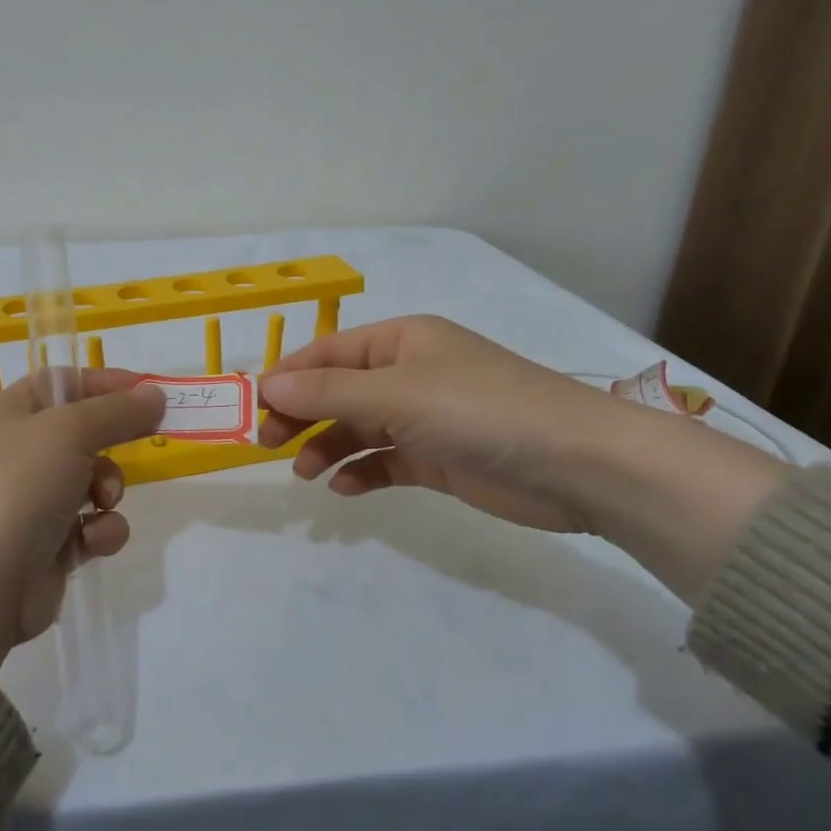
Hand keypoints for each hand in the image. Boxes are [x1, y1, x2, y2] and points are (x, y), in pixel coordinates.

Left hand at [0, 369, 165, 673]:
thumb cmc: (18, 489)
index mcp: (6, 416)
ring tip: (103, 503)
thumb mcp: (69, 432)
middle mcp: (15, 454)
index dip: (103, 382)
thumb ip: (117, 411)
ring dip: (109, 489)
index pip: (60, 382)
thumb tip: (155, 394)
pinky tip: (92, 543)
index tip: (147, 392)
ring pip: (91, 481)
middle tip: (141, 443)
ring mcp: (31, 502)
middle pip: (81, 432)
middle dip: (112, 442)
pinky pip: (89, 526)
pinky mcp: (47, 546)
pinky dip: (100, 532)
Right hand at [259, 316, 785, 602]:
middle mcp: (409, 373)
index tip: (251, 408)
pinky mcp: (439, 457)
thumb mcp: (397, 394)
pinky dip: (361, 472)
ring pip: (357, 428)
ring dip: (327, 446)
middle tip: (268, 444)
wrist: (580, 465)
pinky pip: (385, 460)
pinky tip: (344, 489)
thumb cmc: (481, 410)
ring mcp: (425, 417)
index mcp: (401, 341)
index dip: (286, 378)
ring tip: (305, 472)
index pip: (327, 353)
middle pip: (337, 391)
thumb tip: (265, 385)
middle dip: (301, 414)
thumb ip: (327, 393)